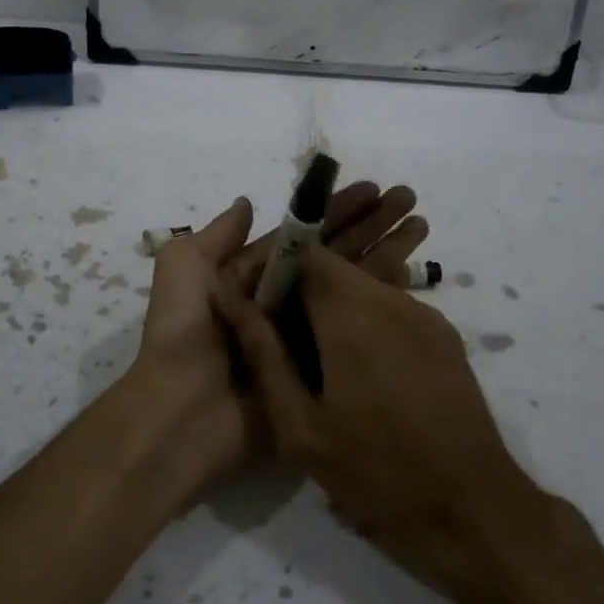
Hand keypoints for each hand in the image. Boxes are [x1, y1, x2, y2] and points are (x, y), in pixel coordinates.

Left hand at [113, 182, 430, 498]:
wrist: (182, 414)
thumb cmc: (183, 333)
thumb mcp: (184, 269)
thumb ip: (217, 236)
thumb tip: (248, 203)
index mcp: (251, 280)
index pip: (304, 238)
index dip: (336, 212)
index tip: (373, 189)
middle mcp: (282, 304)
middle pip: (334, 258)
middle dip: (369, 226)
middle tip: (408, 198)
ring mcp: (304, 339)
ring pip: (351, 288)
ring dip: (384, 255)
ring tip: (420, 224)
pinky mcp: (321, 372)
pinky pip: (356, 331)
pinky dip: (382, 302)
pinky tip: (412, 275)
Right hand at [215, 245, 535, 589]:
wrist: (472, 509)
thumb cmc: (376, 470)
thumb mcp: (300, 424)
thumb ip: (262, 352)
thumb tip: (229, 298)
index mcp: (351, 312)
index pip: (303, 252)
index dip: (274, 270)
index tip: (257, 307)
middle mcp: (390, 298)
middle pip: (333, 269)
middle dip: (301, 294)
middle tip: (284, 345)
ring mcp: (424, 314)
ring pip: (363, 288)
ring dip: (334, 310)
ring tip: (322, 366)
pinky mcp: (445, 334)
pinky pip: (392, 310)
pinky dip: (367, 325)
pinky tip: (365, 376)